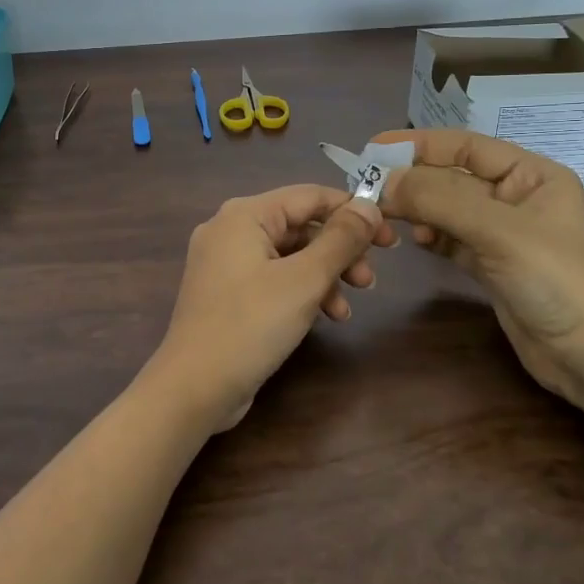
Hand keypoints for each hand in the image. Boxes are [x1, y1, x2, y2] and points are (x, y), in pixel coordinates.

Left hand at [153, 185, 394, 430]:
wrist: (194, 386)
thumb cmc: (251, 325)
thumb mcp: (304, 280)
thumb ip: (341, 239)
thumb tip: (370, 205)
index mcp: (244, 215)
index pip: (309, 196)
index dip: (353, 212)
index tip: (389, 237)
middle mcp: (230, 230)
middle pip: (300, 227)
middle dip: (340, 252)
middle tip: (372, 279)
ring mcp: (225, 264)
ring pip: (289, 256)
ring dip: (325, 276)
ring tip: (349, 308)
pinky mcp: (227, 294)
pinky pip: (273, 279)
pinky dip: (301, 292)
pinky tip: (326, 317)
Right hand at [374, 129, 583, 412]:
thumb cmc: (556, 280)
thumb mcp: (498, 231)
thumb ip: (439, 200)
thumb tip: (383, 181)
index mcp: (532, 175)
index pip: (467, 146)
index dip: (420, 144)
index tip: (374, 148)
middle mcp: (517, 197)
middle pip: (453, 178)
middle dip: (413, 181)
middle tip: (368, 189)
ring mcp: (503, 234)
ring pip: (448, 210)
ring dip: (418, 210)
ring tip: (385, 217)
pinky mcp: (491, 265)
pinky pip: (451, 239)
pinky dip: (430, 236)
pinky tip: (413, 240)